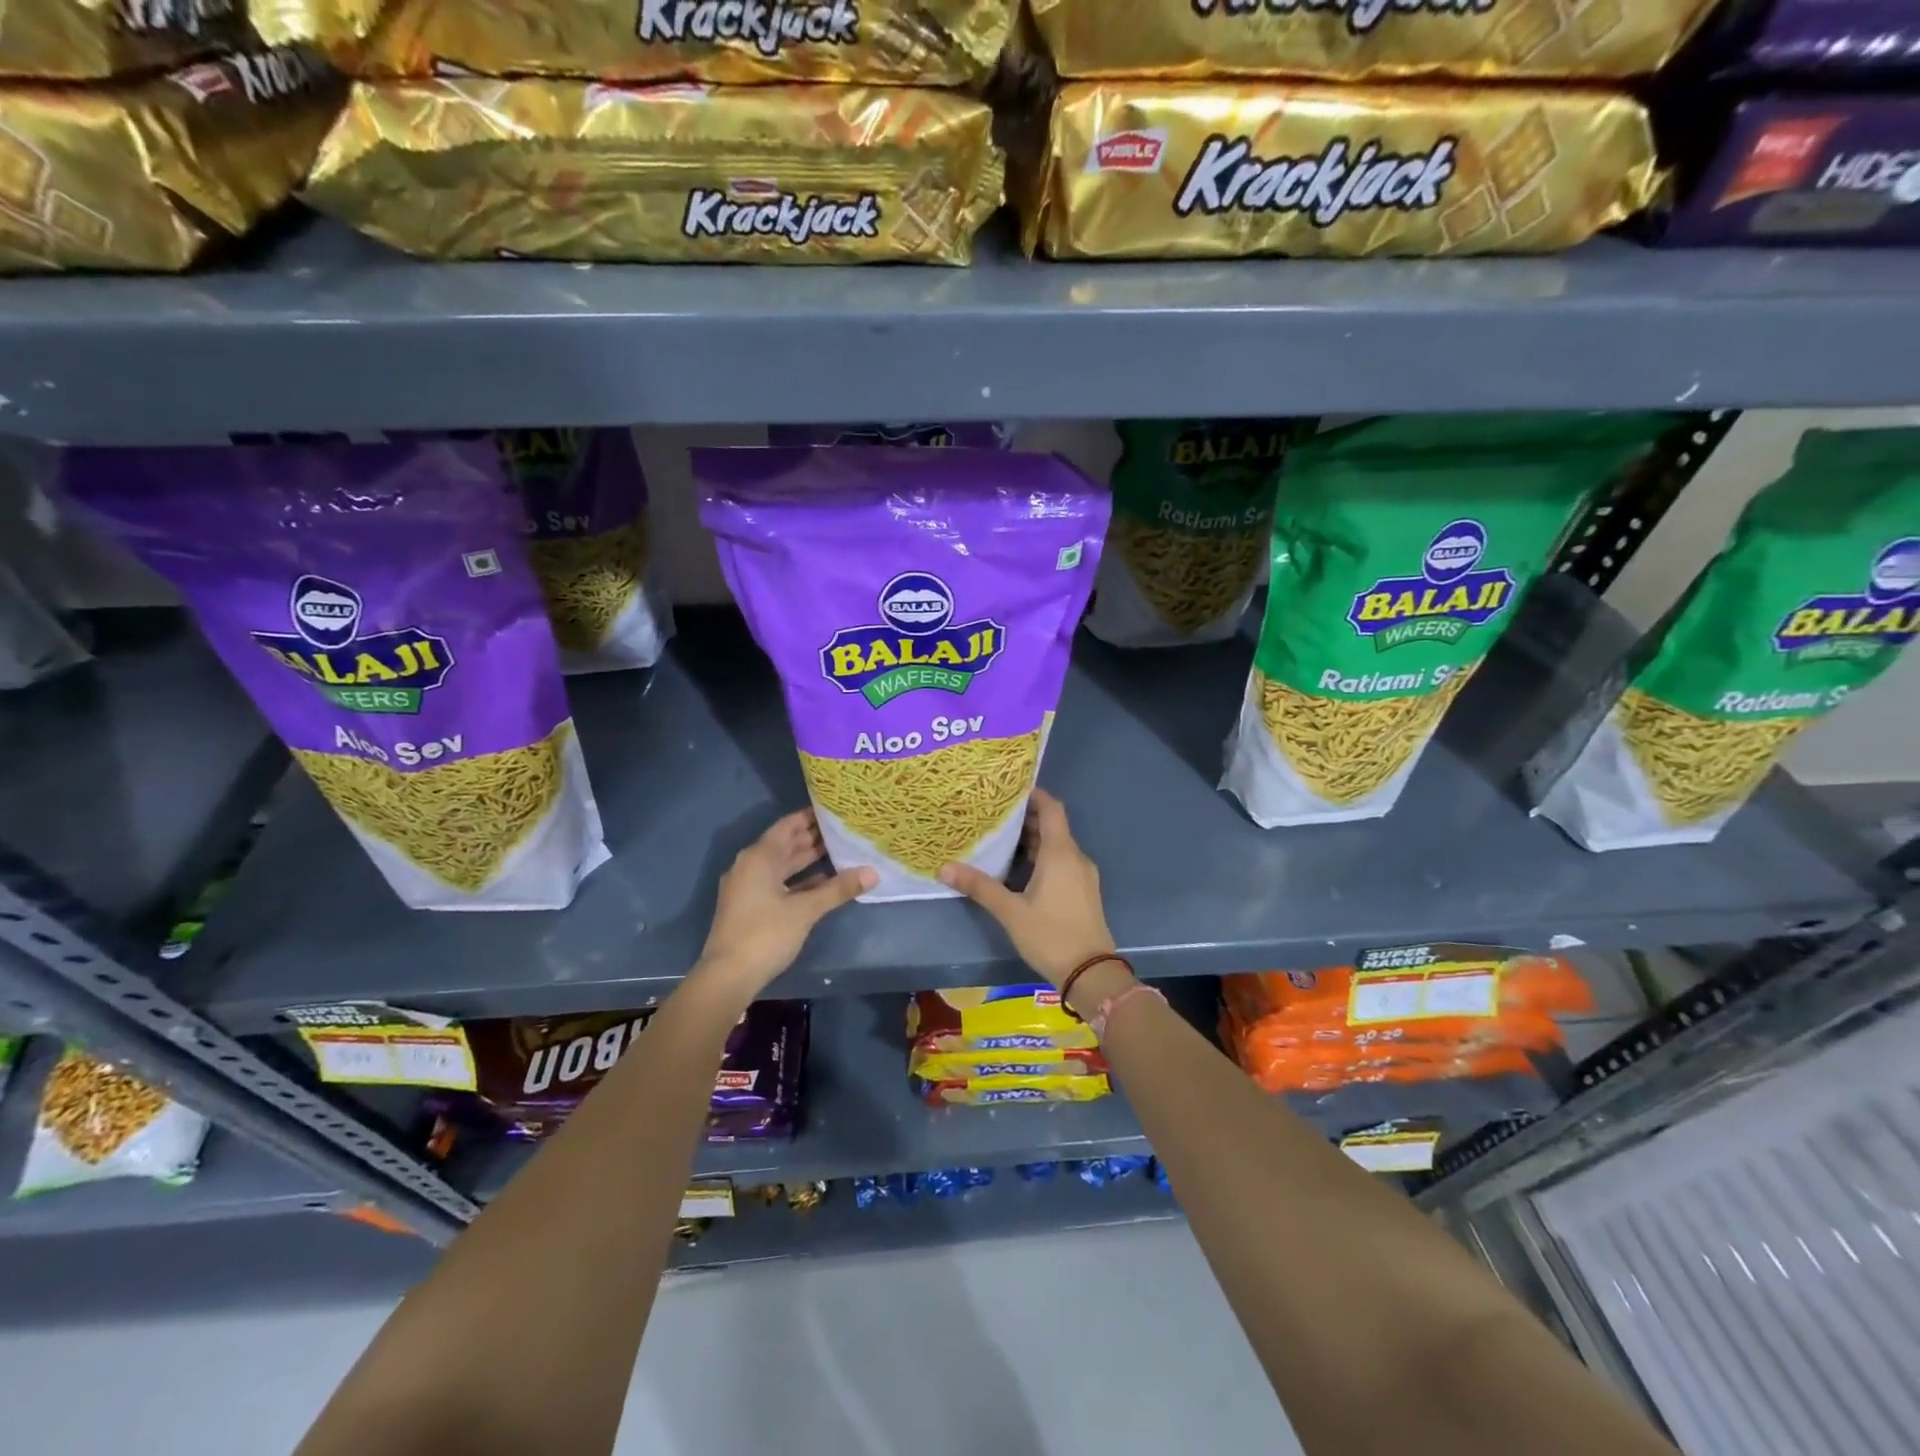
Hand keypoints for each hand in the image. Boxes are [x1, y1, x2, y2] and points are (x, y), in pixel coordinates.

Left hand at [696, 810, 874, 995]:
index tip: (834, 809)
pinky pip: (778, 882)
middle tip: (842, 828)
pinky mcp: (750, 906)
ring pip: (782, 865)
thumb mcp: (805, 910)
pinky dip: (798, 880)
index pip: (787, 826)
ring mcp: (748, 887)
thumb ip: (838, 889)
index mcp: (759, 857)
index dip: (809, 816)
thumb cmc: (766, 934)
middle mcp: (750, 866)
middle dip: (812, 837)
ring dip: (806, 859)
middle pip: (784, 844)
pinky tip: (822, 882)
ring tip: (838, 850)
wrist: (728, 976)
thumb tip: (873, 872)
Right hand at [939, 789, 1115, 987]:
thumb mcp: (1010, 911)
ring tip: (1000, 839)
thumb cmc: (1051, 935)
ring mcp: (1082, 876)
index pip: (1052, 809)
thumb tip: (944, 867)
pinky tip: (1019, 869)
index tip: (1009, 789)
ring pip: (1057, 846)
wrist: (1091, 973)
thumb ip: (980, 887)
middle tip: (994, 815)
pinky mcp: (1083, 892)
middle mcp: (1075, 858)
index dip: (1034, 795)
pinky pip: (1062, 863)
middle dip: (1025, 819)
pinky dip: (1042, 858)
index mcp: (1061, 853)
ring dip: (1032, 840)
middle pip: (1052, 826)